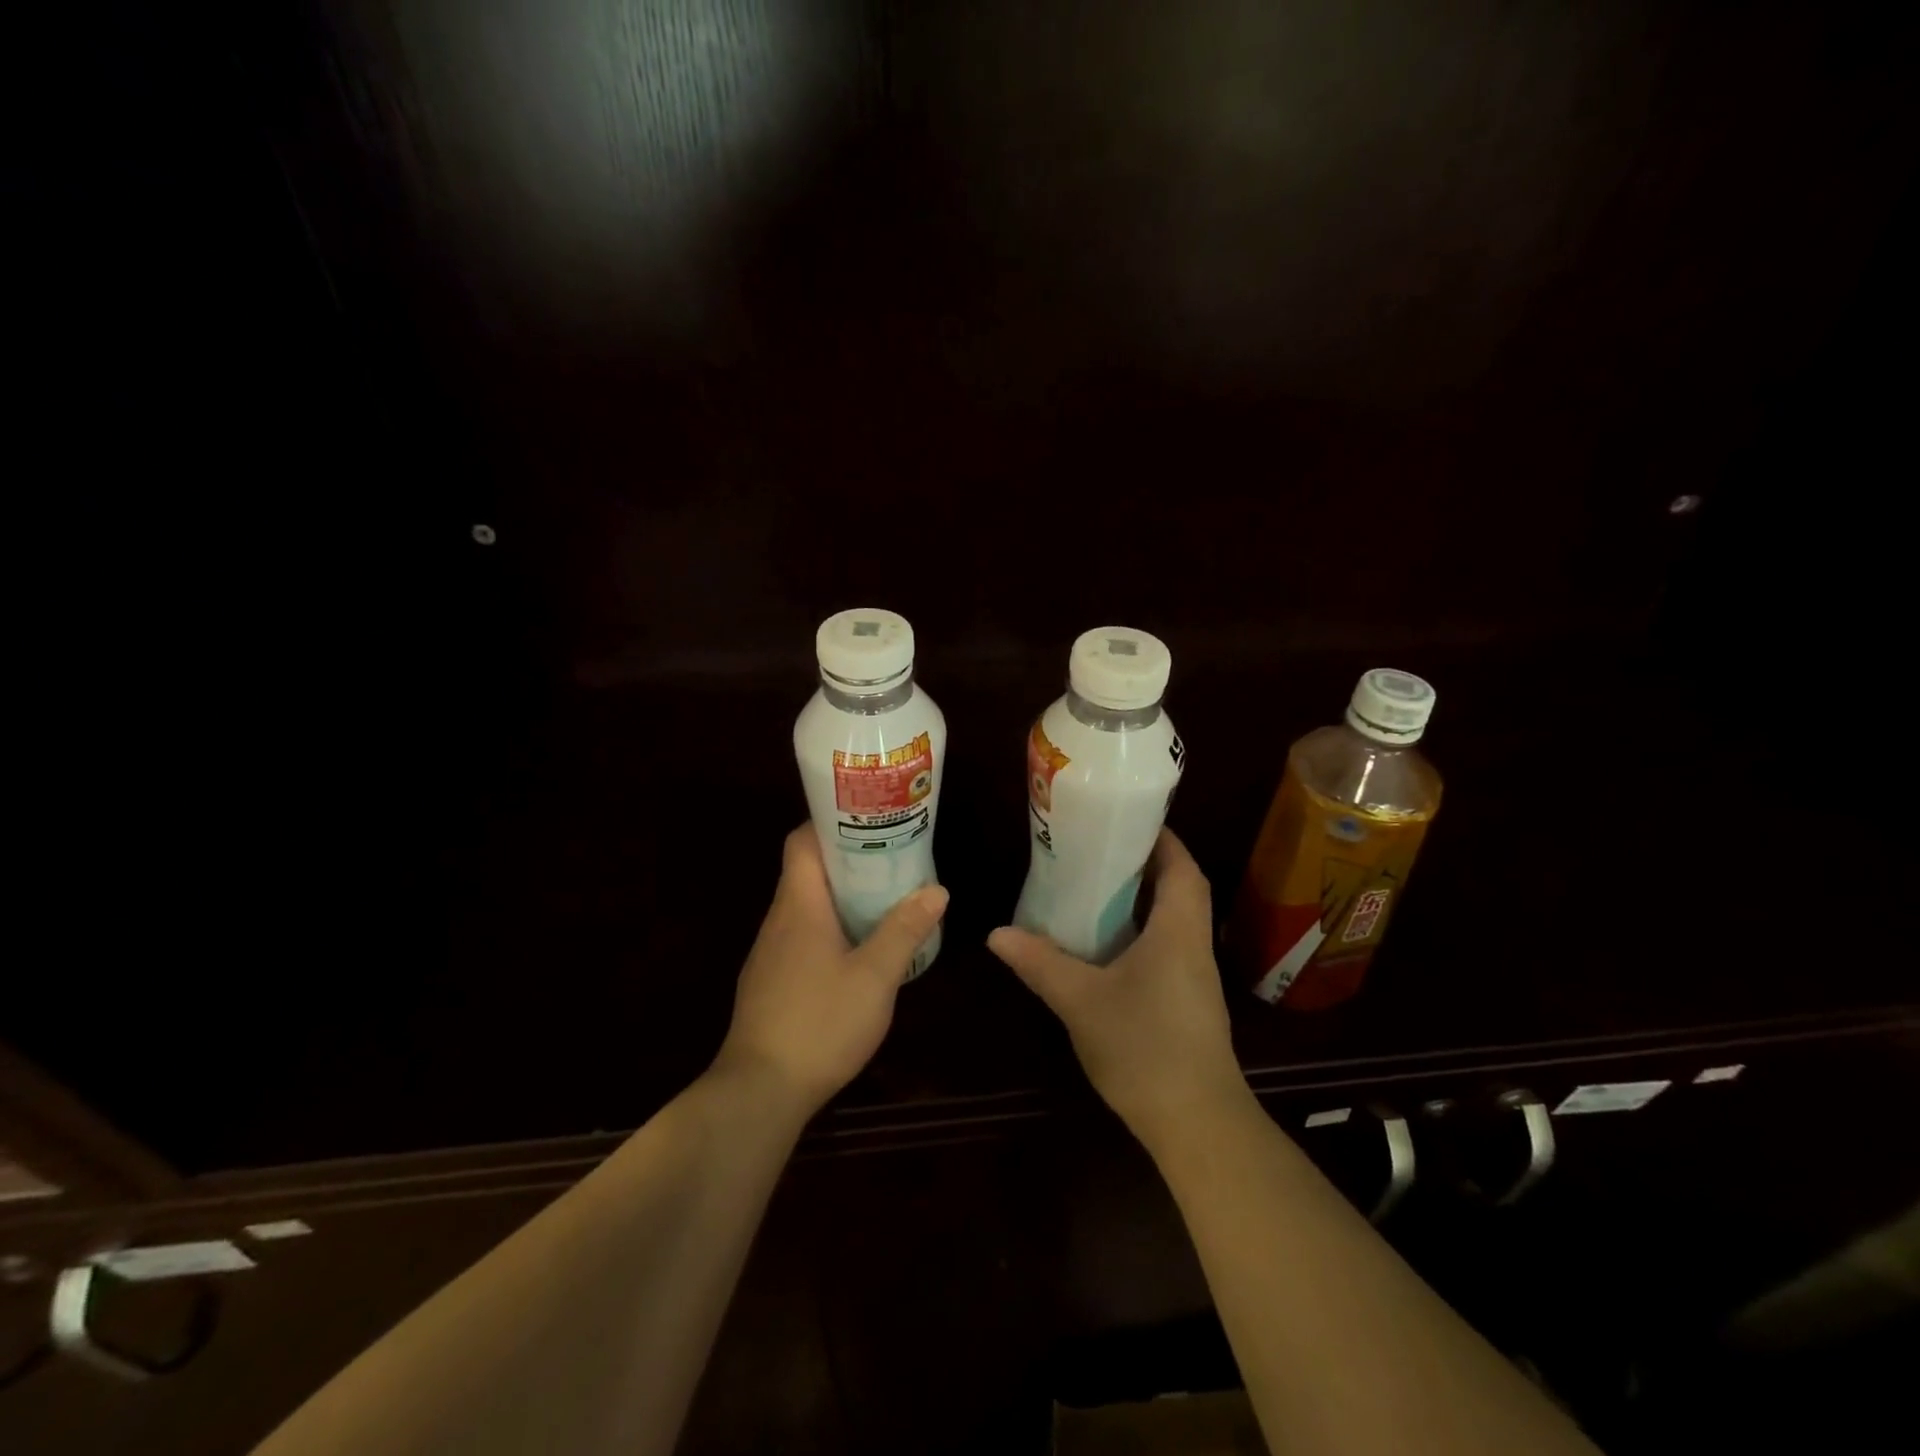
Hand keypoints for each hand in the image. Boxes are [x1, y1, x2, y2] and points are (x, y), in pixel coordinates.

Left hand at [716, 825, 947, 1117]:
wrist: (759, 1091)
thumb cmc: (820, 1023)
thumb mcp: (875, 977)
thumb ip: (904, 930)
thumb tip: (936, 889)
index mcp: (800, 905)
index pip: (803, 841)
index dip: (831, 823)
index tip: (870, 820)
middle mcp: (779, 920)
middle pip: (808, 871)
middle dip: (849, 859)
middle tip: (894, 857)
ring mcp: (770, 952)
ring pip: (806, 905)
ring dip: (841, 895)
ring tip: (884, 897)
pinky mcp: (770, 980)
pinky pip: (801, 935)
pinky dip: (830, 927)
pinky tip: (858, 949)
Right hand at [988, 829, 1245, 1150]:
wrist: (1197, 1124)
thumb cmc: (1144, 1047)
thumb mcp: (1081, 1000)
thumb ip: (1040, 962)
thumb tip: (996, 932)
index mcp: (1178, 930)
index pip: (1182, 867)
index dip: (1160, 838)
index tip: (1125, 821)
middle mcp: (1193, 945)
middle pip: (1179, 888)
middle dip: (1144, 865)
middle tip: (1096, 852)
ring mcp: (1195, 977)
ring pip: (1173, 920)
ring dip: (1142, 900)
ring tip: (1094, 888)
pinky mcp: (1188, 1002)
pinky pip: (1166, 948)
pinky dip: (1140, 933)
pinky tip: (1105, 946)